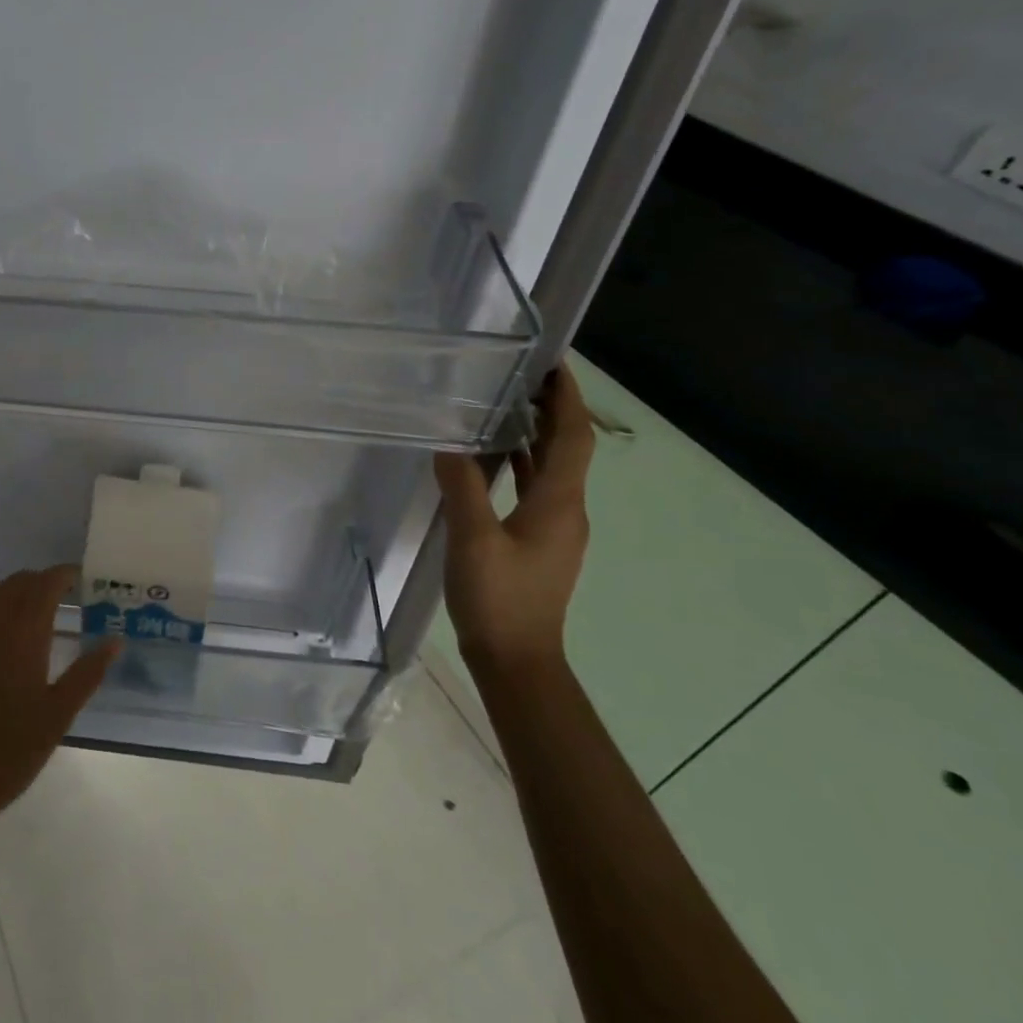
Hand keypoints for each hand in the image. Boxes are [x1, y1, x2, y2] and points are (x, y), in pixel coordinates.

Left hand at [0, 567, 121, 817]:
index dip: (64, 574)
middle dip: (42, 583)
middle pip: (20, 581)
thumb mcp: (59, 715)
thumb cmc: (11, 748)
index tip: (80, 580)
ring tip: (26, 607)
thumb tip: (116, 640)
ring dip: (13, 589)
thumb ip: (88, 672)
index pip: (47, 582)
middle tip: (60, 599)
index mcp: (25, 632)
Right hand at [434, 364, 594, 673]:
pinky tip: (492, 459)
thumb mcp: (473, 540)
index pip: (573, 437)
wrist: (517, 660)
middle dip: (551, 408)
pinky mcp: (539, 542)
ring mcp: (555, 528)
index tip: (553, 362)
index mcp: (559, 503)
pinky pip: (536, 489)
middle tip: (520, 374)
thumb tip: (449, 443)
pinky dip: (521, 464)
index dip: (568, 397)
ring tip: (504, 404)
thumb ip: (462, 487)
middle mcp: (567, 510)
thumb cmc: (500, 598)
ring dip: (536, 434)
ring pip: (552, 468)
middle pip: (567, 447)